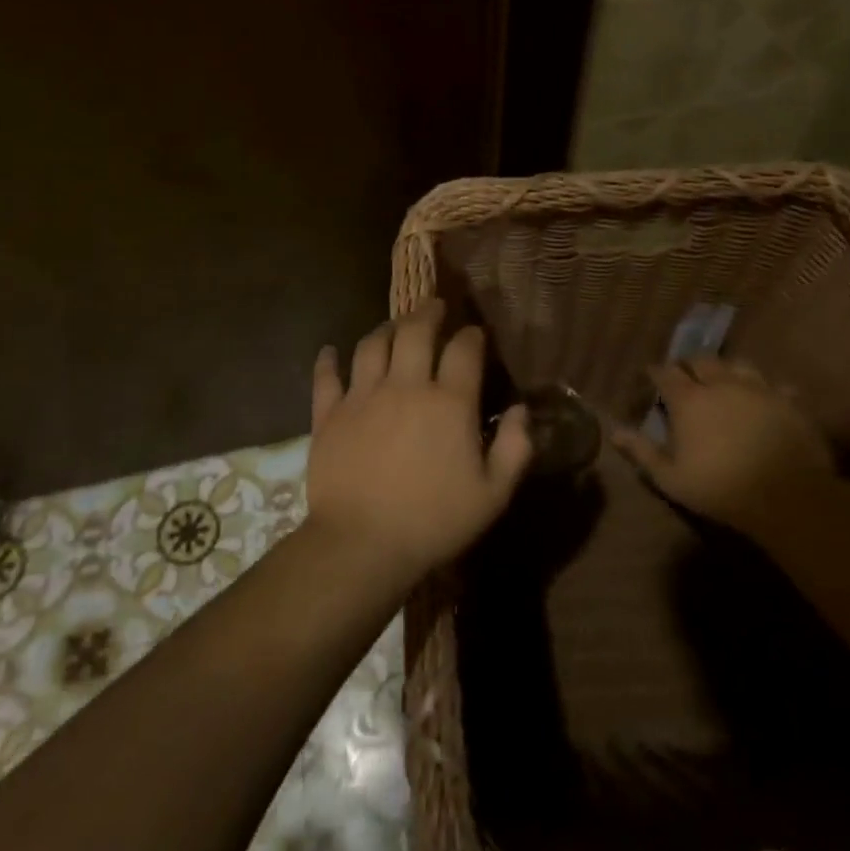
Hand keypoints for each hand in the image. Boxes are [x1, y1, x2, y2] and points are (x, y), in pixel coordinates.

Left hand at [305, 301, 532, 581]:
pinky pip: (326, 376)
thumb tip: (523, 412)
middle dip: (427, 313)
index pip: (464, 350)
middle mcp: (405, 387)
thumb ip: (514, 448)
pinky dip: (328, 360)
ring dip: (385, 329)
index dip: (471, 336)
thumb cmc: (434, 522)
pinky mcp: (328, 414)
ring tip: (393, 326)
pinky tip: (330, 351)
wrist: (362, 544)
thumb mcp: (493, 495)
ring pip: (372, 345)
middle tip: (433, 307)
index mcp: (449, 403)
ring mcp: (362, 397)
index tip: (474, 333)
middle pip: (415, 331)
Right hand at [612, 357, 835, 530]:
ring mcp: (758, 389)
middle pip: (702, 361)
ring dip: (726, 370)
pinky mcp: (788, 402)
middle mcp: (721, 385)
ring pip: (738, 365)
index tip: (651, 377)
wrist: (787, 496)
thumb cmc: (720, 488)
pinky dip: (766, 389)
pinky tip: (766, 399)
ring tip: (723, 380)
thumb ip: (642, 451)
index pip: (665, 373)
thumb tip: (614, 432)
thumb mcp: (671, 478)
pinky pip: (775, 386)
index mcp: (688, 400)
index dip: (656, 373)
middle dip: (689, 364)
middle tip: (685, 375)